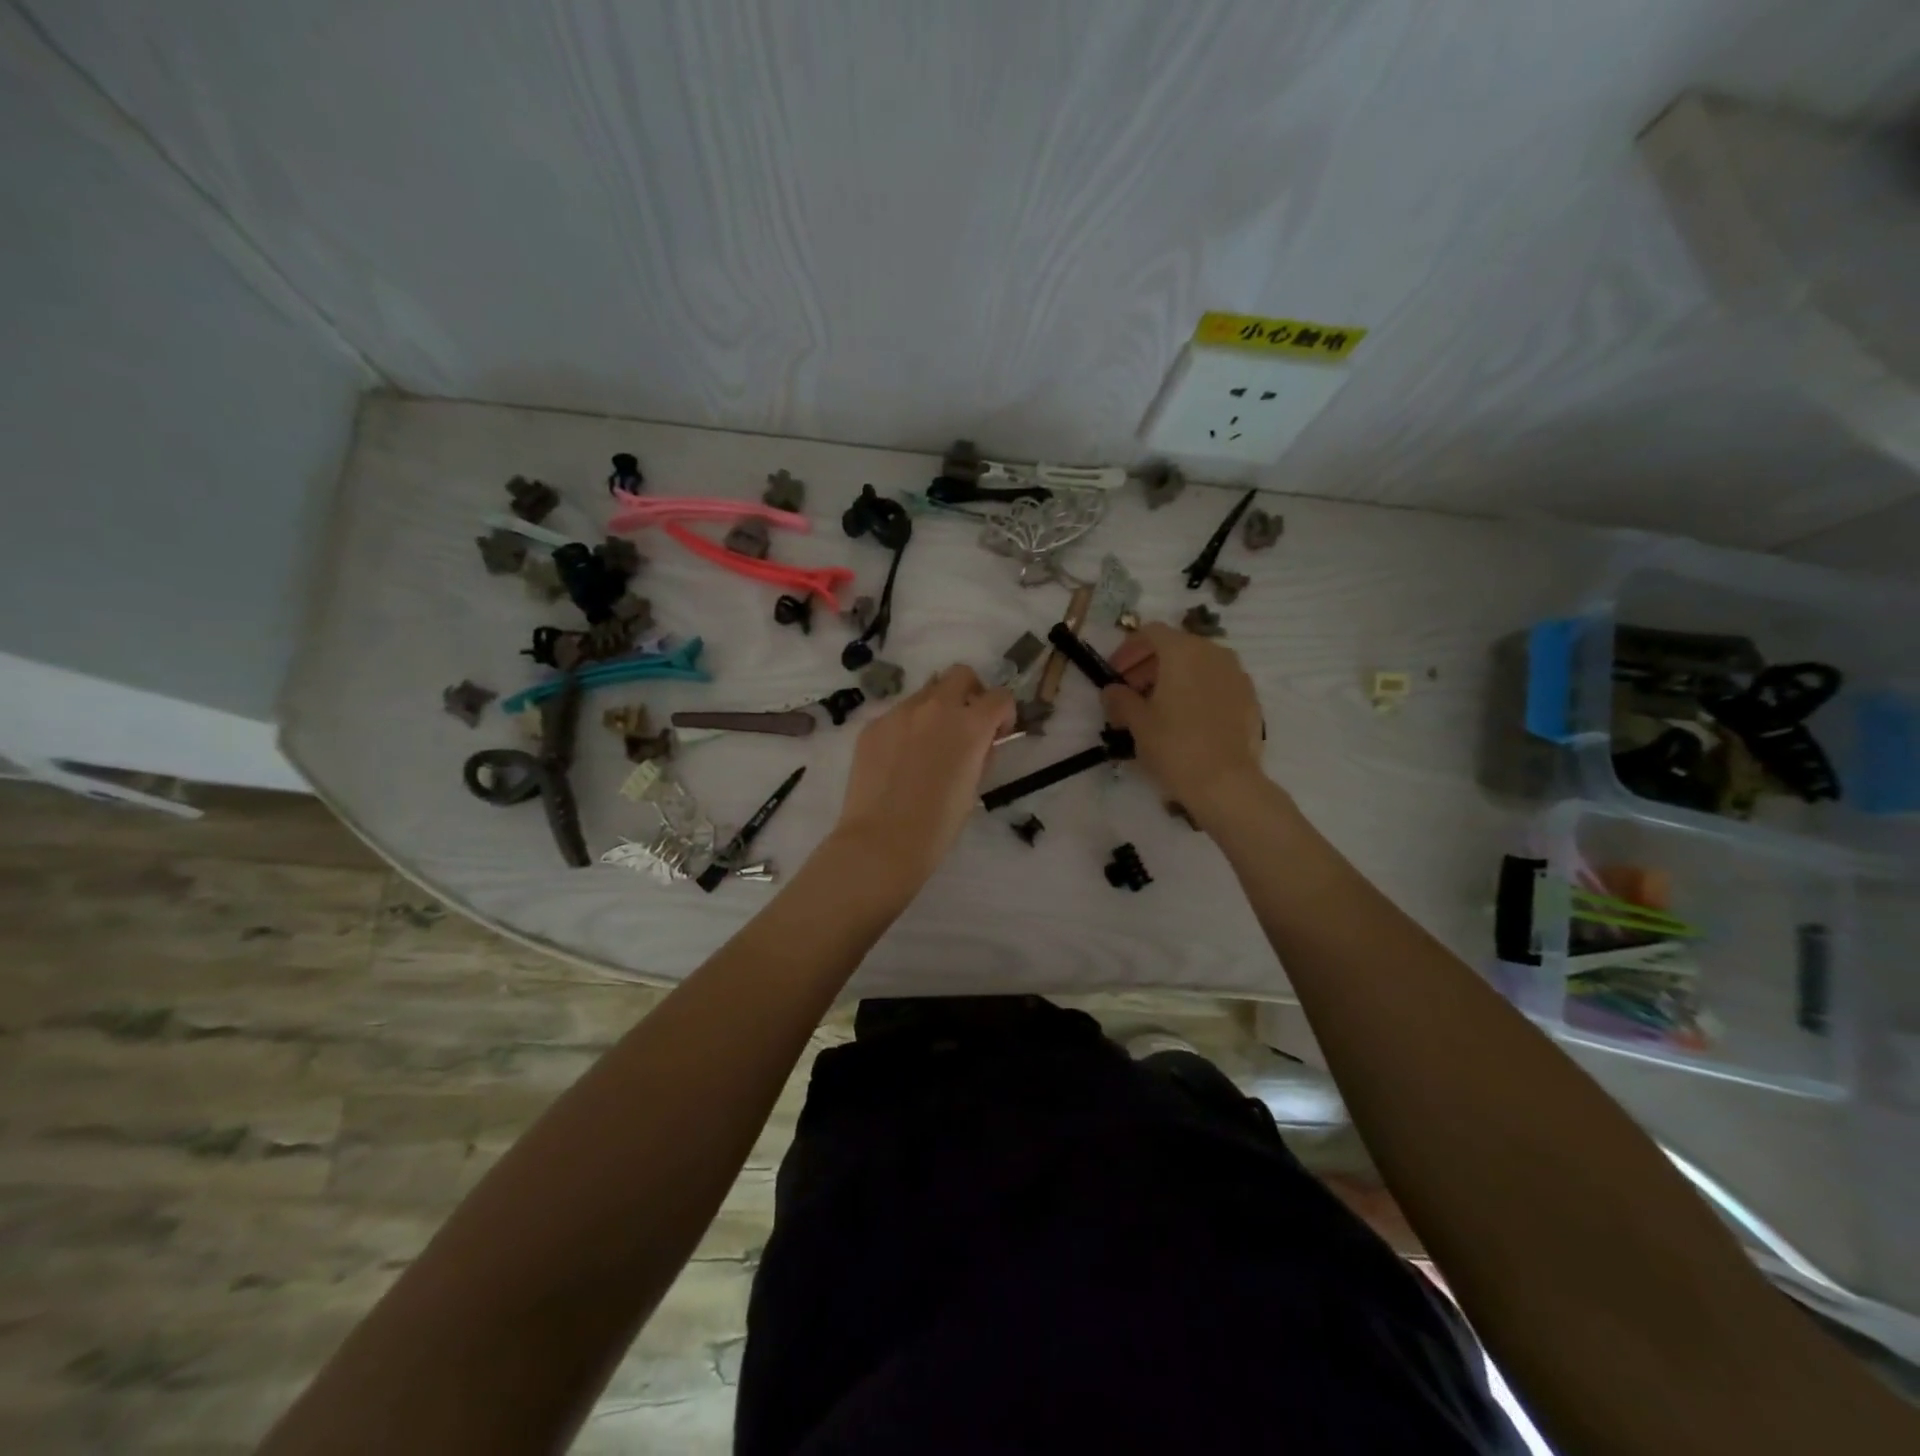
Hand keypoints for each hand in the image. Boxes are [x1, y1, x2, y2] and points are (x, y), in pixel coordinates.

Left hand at [830, 664, 1015, 885]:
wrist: (881, 842)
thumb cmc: (937, 825)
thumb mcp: (973, 787)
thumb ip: (981, 753)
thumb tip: (981, 741)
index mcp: (969, 725)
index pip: (1000, 697)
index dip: (1004, 714)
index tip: (997, 734)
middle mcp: (935, 708)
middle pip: (960, 675)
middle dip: (970, 693)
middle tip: (966, 724)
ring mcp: (899, 713)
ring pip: (926, 693)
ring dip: (936, 709)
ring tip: (928, 746)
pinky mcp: (872, 726)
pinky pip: (898, 715)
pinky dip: (907, 727)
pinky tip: (899, 760)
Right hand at [1102, 622, 1267, 828]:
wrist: (1226, 782)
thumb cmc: (1175, 746)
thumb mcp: (1137, 722)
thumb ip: (1120, 699)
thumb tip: (1111, 690)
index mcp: (1182, 651)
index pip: (1150, 633)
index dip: (1128, 650)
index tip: (1115, 674)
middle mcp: (1213, 653)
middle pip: (1175, 646)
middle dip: (1149, 665)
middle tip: (1131, 693)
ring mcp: (1236, 674)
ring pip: (1198, 664)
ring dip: (1173, 677)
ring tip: (1157, 708)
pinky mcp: (1250, 697)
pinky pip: (1216, 682)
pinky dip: (1196, 690)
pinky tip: (1185, 719)